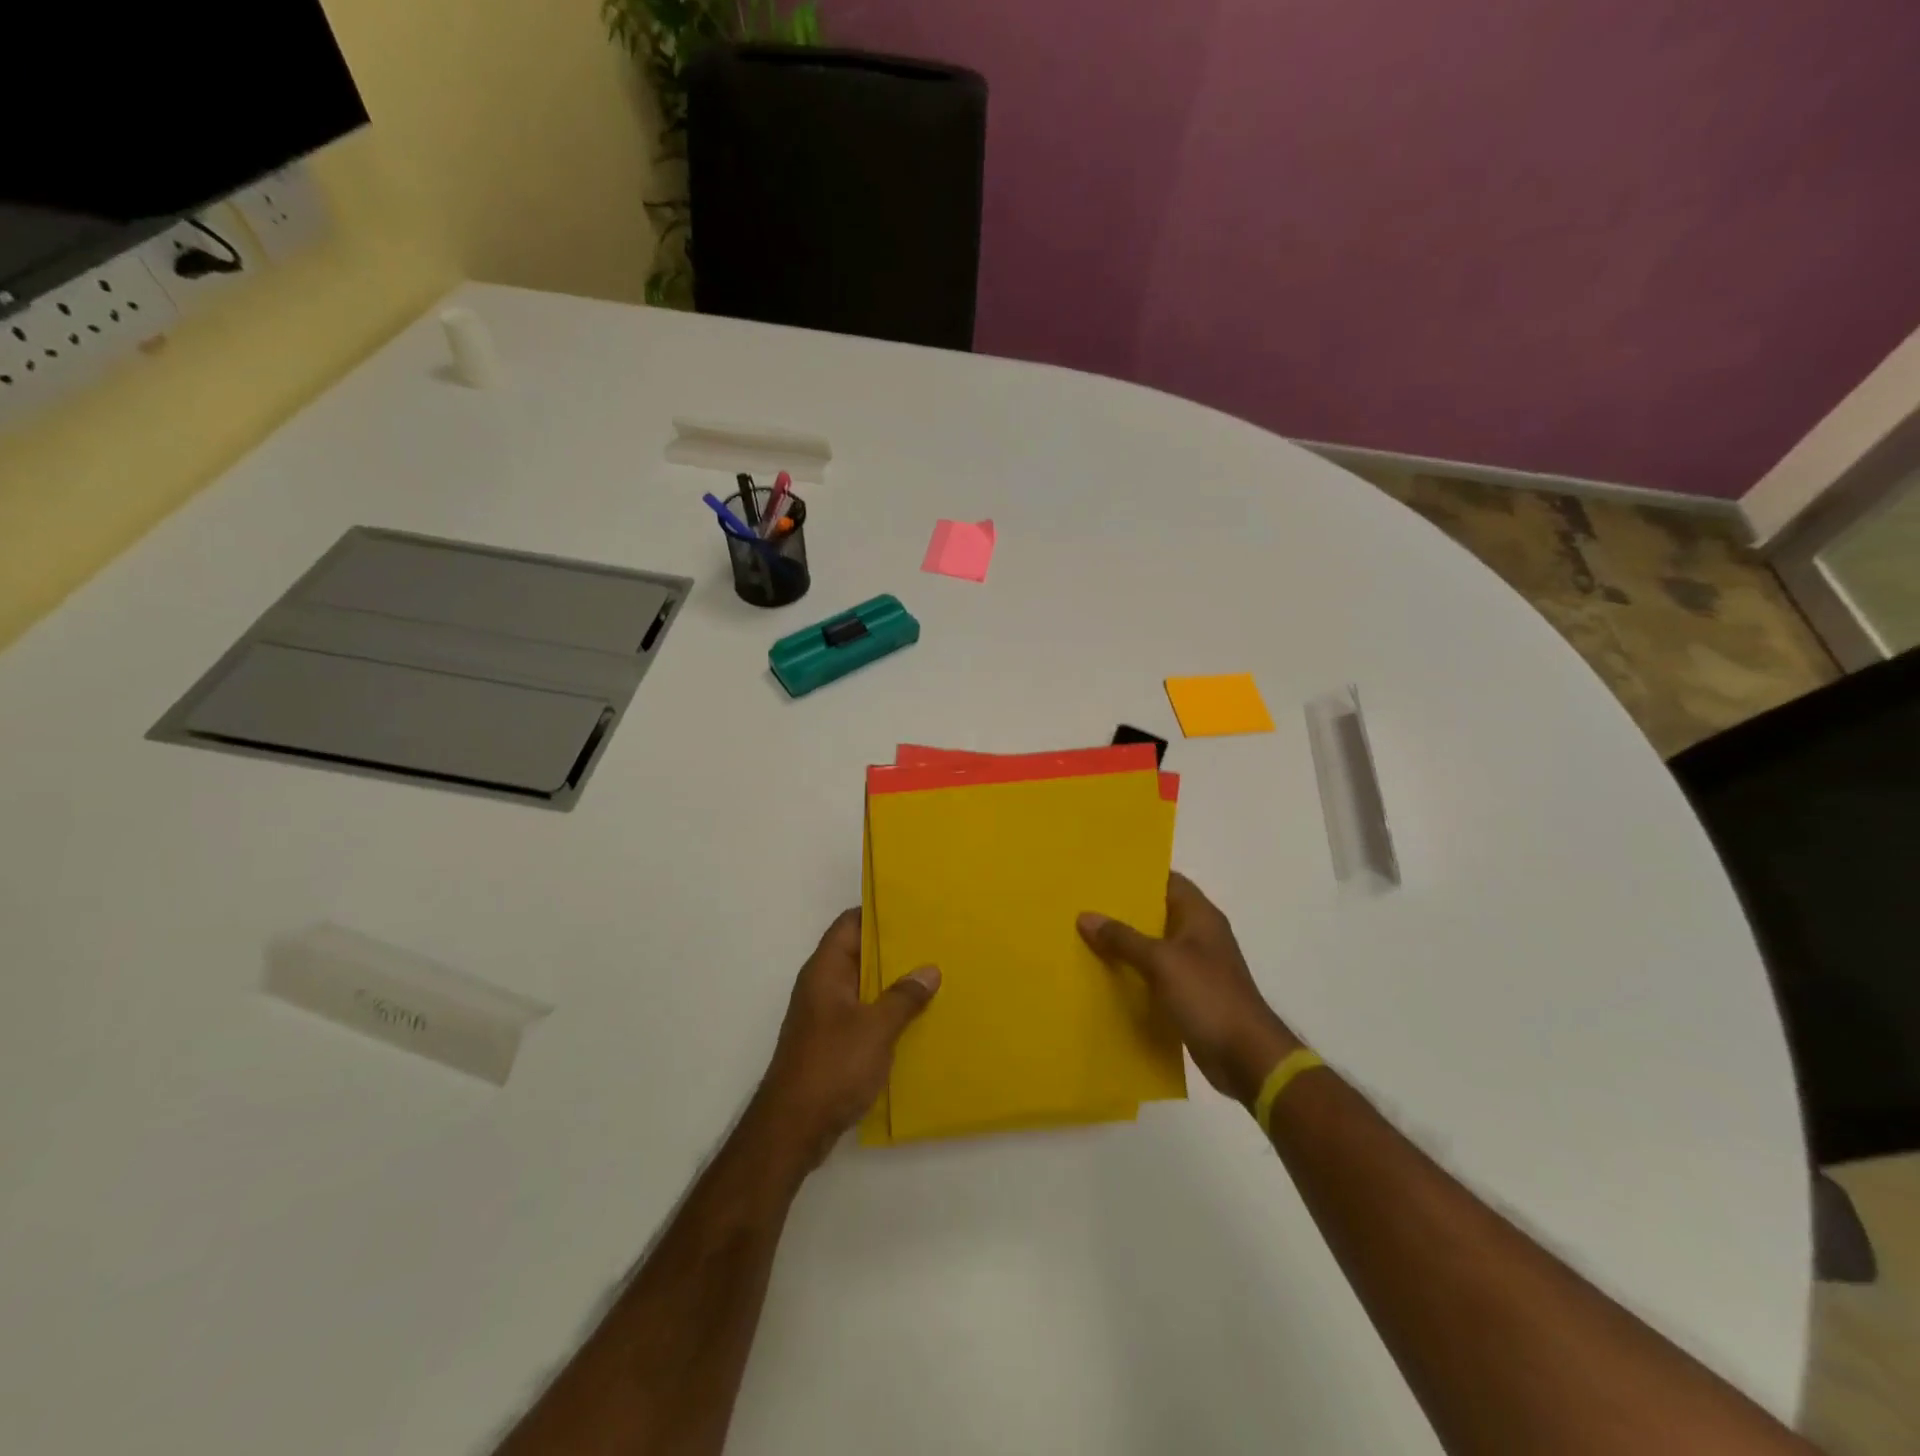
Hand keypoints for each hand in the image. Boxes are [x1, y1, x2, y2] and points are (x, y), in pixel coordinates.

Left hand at [753, 908, 940, 1173]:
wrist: (793, 1128)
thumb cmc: (832, 1067)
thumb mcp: (876, 1029)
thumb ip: (903, 997)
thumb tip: (929, 970)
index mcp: (825, 970)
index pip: (850, 924)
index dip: (878, 913)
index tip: (914, 910)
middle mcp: (822, 986)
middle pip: (858, 953)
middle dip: (894, 949)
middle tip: (934, 943)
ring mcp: (824, 1015)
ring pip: (863, 986)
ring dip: (892, 983)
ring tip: (933, 977)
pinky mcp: (831, 1042)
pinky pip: (862, 1014)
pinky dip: (885, 1011)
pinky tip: (915, 1019)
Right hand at [1079, 872, 1300, 1105]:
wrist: (1246, 1057)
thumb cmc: (1208, 996)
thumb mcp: (1161, 962)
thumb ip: (1123, 938)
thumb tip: (1085, 916)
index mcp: (1200, 916)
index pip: (1168, 880)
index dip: (1138, 875)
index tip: (1103, 873)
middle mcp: (1199, 935)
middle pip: (1158, 912)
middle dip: (1124, 909)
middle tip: (1085, 903)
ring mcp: (1196, 966)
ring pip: (1154, 944)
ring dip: (1126, 942)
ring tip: (1085, 935)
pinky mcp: (1190, 994)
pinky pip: (1156, 973)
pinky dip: (1135, 972)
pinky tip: (1105, 973)